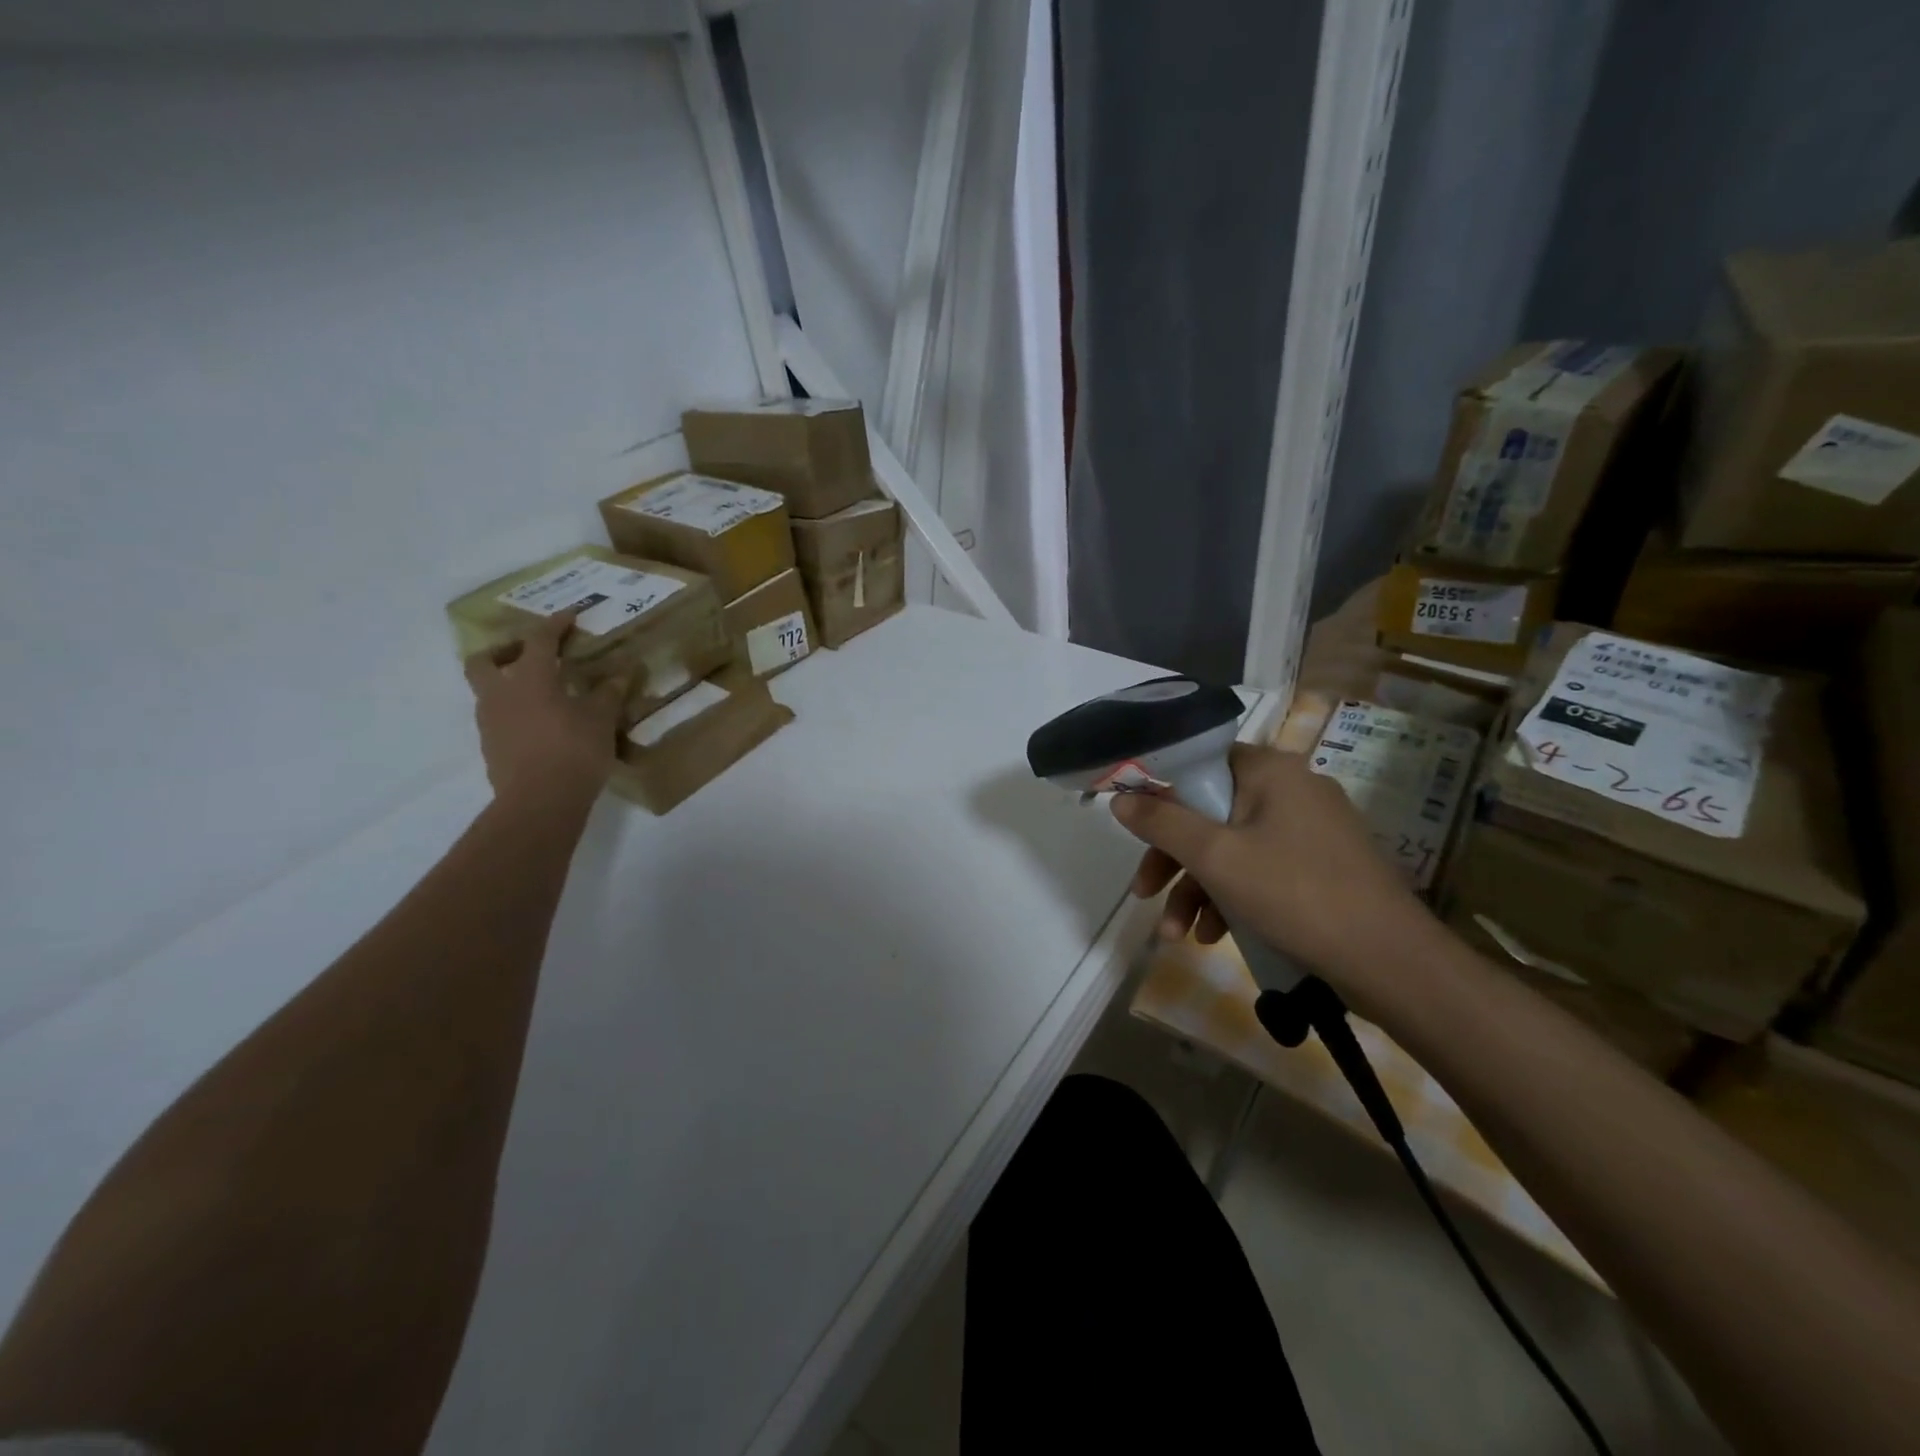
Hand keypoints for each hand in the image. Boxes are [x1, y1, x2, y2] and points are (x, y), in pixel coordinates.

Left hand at [463, 614, 622, 808]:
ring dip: (508, 684)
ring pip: (488, 691)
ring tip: (541, 693)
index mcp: (530, 678)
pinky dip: (515, 712)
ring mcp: (490, 722)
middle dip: (504, 651)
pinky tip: (541, 725)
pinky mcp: (492, 748)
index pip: (539, 640)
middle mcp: (501, 694)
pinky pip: (498, 718)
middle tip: (530, 654)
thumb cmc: (574, 751)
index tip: (569, 615)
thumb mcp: (601, 719)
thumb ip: (609, 693)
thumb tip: (622, 672)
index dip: (555, 624)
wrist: (539, 803)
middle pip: (484, 660)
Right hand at [1111, 743, 1430, 999]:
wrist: (1391, 964)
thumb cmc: (1295, 894)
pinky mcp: (1320, 866)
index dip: (1160, 794)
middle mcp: (1291, 789)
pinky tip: (1216, 937)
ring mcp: (1310, 830)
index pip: (1199, 763)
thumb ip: (1162, 824)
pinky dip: (1232, 899)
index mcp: (1270, 771)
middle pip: (1209, 813)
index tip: (1135, 830)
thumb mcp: (1216, 857)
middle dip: (1173, 861)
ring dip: (1197, 890)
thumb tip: (1119, 799)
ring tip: (1177, 936)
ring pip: (1231, 848)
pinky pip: (1260, 870)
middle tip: (1144, 895)